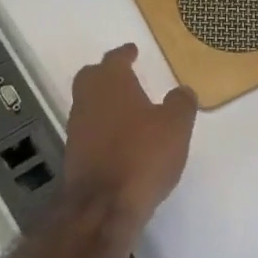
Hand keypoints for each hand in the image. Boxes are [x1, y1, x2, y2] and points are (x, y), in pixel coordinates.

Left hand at [62, 45, 197, 220]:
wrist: (104, 206)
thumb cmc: (142, 155)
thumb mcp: (175, 126)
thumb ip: (180, 103)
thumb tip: (182, 90)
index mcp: (111, 83)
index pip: (114, 59)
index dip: (125, 53)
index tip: (132, 50)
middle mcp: (88, 100)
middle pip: (92, 78)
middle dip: (107, 74)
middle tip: (125, 75)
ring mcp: (77, 129)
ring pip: (88, 104)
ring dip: (105, 102)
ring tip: (128, 108)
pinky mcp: (75, 156)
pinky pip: (90, 130)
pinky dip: (103, 128)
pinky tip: (121, 138)